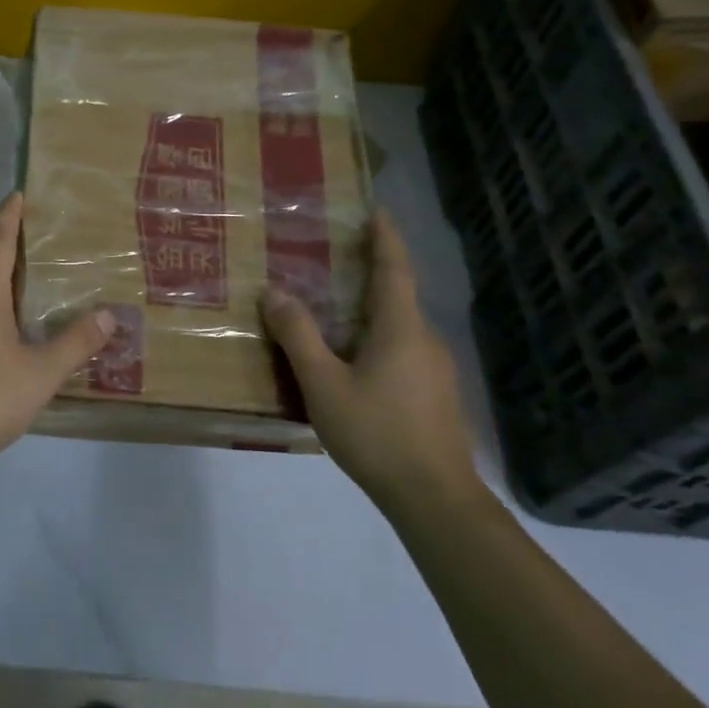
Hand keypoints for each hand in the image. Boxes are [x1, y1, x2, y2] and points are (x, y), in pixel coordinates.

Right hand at [260, 210, 479, 511]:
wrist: (435, 498)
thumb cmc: (377, 434)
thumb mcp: (324, 385)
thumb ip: (298, 336)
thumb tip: (273, 292)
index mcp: (400, 328)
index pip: (394, 268)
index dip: (384, 236)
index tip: (374, 209)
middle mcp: (424, 339)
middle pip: (396, 294)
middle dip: (368, 272)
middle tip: (331, 258)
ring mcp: (435, 369)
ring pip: (398, 326)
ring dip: (368, 309)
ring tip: (331, 309)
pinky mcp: (435, 395)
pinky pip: (401, 350)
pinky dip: (375, 338)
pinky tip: (351, 361)